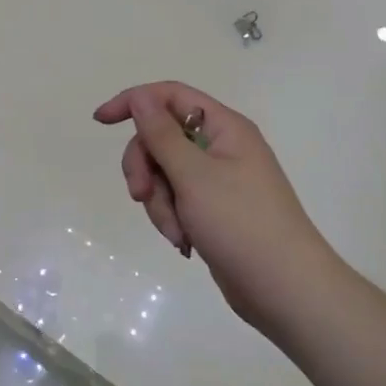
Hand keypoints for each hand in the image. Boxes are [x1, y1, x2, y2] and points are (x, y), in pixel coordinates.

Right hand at [94, 82, 342, 338]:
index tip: (101, 122)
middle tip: (140, 195)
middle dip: (146, 168)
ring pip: (164, 175)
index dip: (134, 102)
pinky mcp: (213, 210)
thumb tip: (140, 97)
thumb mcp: (194, 176)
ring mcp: (218, 180)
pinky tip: (185, 242)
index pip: (170, 96)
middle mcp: (221, 147)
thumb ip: (162, 135)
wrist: (285, 289)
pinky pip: (177, 201)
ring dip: (160, 203)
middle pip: (161, 139)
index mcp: (224, 127)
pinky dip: (172, 218)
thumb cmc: (241, 224)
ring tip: (177, 232)